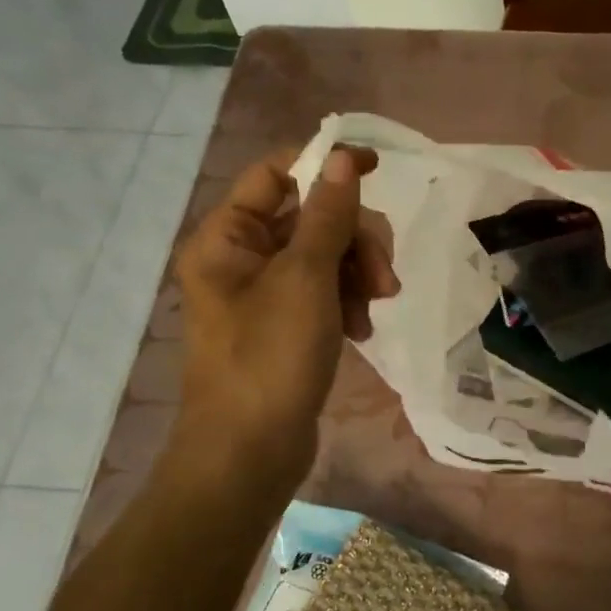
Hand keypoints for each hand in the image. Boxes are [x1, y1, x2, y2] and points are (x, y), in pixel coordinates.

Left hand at [170, 144, 398, 488]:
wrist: (250, 453)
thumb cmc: (270, 358)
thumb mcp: (306, 279)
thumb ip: (328, 216)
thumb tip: (344, 156)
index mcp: (228, 237)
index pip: (276, 174)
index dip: (326, 166)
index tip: (378, 170)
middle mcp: (241, 258)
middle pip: (310, 217)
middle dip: (354, 239)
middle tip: (383, 276)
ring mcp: (265, 294)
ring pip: (325, 256)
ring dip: (358, 274)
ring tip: (376, 306)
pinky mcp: (286, 325)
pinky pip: (325, 292)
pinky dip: (348, 303)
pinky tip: (362, 330)